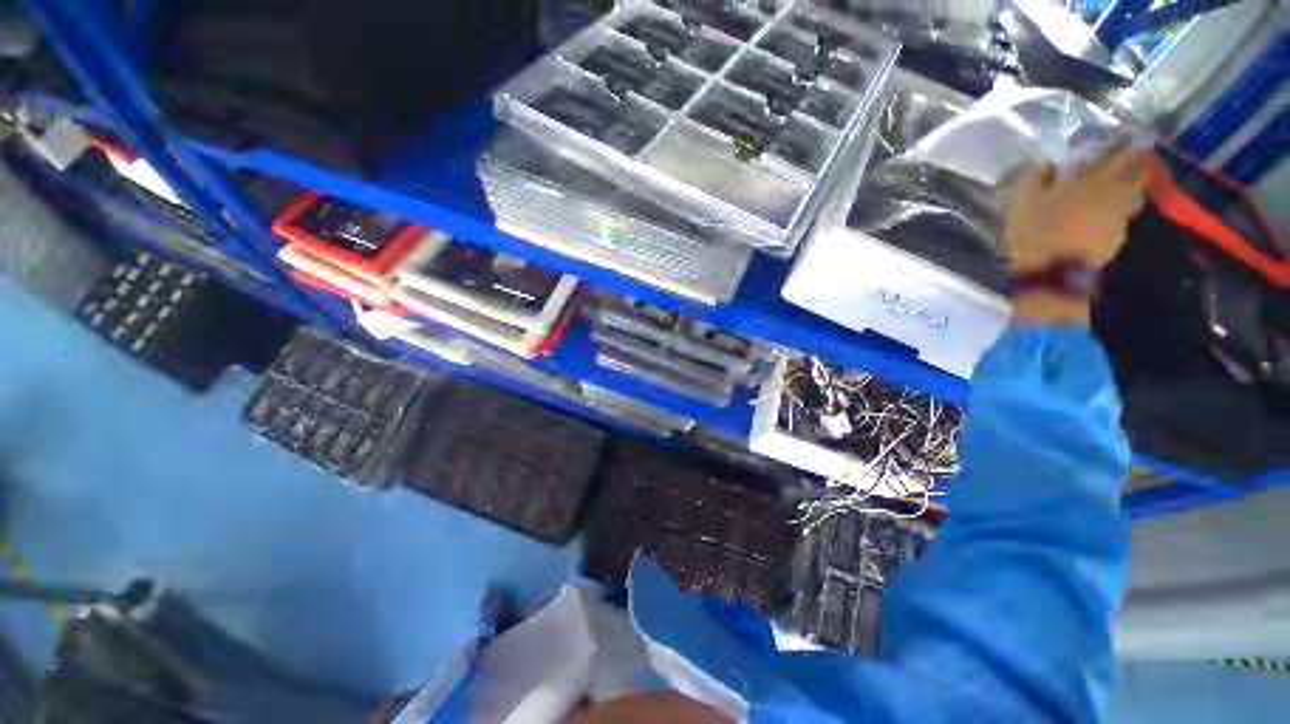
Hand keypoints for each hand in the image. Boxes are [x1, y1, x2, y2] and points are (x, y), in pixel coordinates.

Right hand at [1002, 141, 1150, 324]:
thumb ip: (1037, 178)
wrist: (1048, 274)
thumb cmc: (1034, 233)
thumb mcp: (1023, 202)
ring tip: (1121, 191)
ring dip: (1132, 191)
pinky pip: (1126, 218)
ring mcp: (1120, 218)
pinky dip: (1123, 213)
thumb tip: (1047, 160)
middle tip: (1129, 165)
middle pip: (1139, 174)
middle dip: (1136, 167)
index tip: (1125, 139)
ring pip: (1136, 196)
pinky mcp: (1118, 239)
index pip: (1120, 152)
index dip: (1124, 144)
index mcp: (1094, 179)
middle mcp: (1115, 194)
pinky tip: (1111, 216)